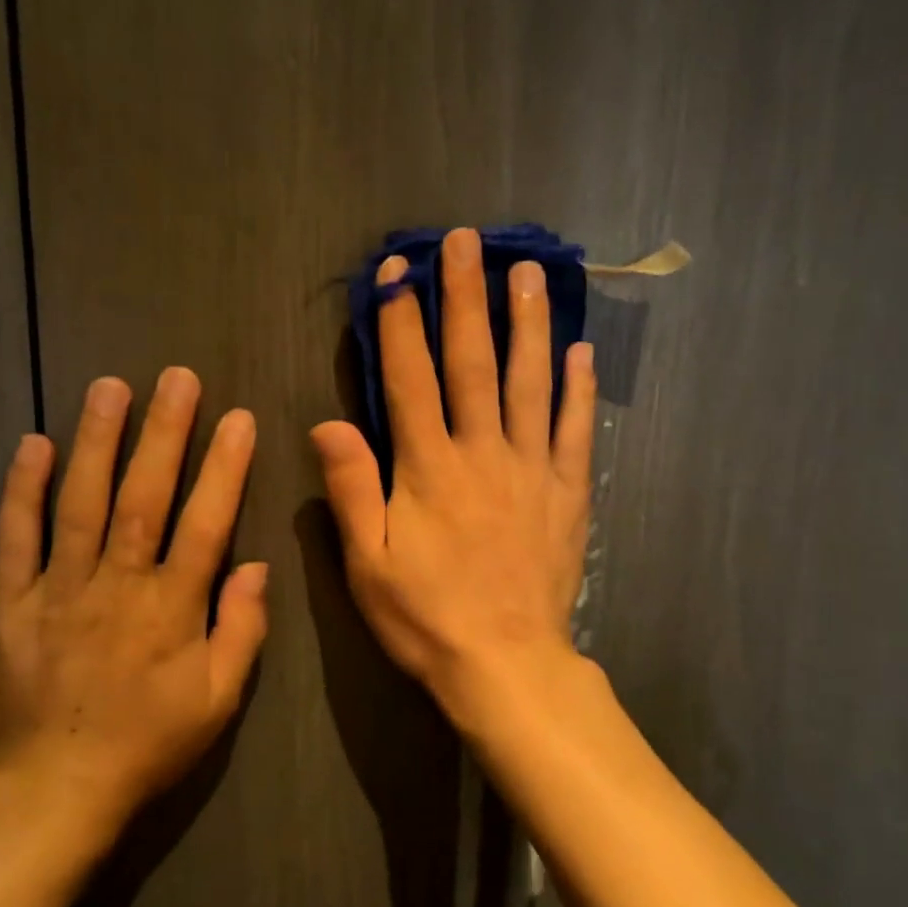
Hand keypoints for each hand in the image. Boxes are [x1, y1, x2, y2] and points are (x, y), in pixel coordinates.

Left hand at [0, 367, 267, 844]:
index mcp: (172, 608)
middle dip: (164, 433)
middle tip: (177, 378)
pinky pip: (15, 538)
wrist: (54, 789)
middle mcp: (118, 584)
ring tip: (109, 388)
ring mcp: (59, 589)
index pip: (206, 523)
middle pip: (144, 496)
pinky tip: (32, 444)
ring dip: (97, 441)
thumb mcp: (218, 701)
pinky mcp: (11, 602)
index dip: (225, 468)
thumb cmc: (148, 744)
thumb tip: (257, 568)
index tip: (237, 420)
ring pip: (80, 502)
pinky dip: (22, 490)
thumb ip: (242, 631)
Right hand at [311, 227, 595, 715]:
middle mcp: (482, 453)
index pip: (411, 378)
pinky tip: (579, 351)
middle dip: (466, 298)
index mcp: (428, 468)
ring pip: (530, 382)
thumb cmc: (426, 618)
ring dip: (528, 324)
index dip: (401, 322)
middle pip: (474, 362)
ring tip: (528, 272)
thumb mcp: (368, 564)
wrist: (506, 665)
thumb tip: (328, 422)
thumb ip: (351, 490)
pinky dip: (577, 389)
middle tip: (468, 241)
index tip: (397, 271)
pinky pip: (574, 430)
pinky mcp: (567, 493)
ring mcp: (531, 469)